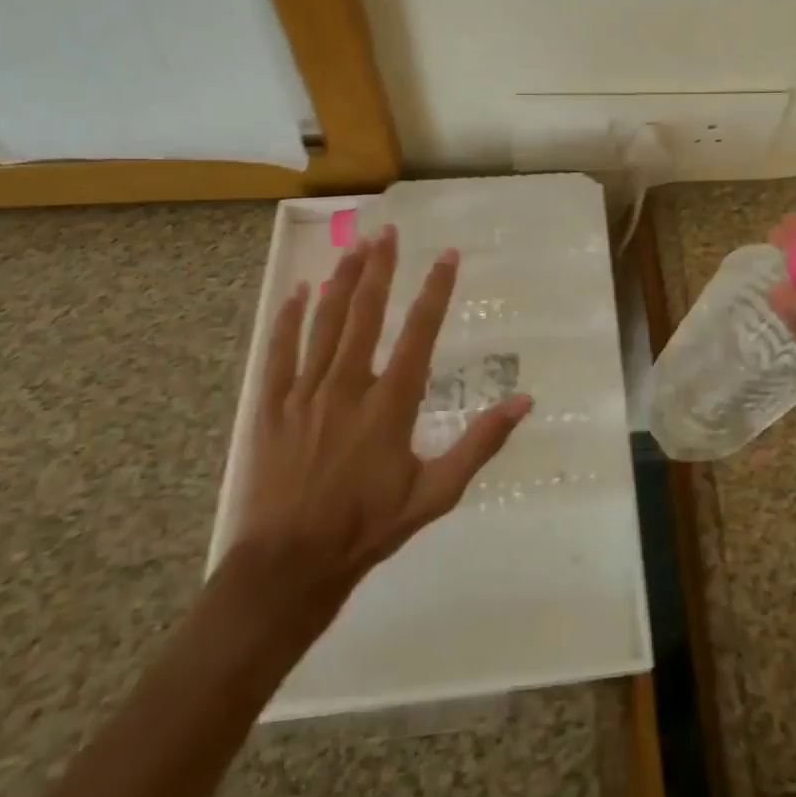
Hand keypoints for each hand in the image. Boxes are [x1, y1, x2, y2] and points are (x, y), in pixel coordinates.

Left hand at [230, 225, 531, 635]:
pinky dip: (288, 318)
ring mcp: (305, 393)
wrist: (288, 565)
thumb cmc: (368, 528)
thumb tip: (524, 401)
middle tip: (389, 231)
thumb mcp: (436, 493)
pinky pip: (279, 351)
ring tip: (354, 246)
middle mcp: (348, 386)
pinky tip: (297, 291)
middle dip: (380, 269)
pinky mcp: (271, 407)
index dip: (435, 290)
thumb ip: (480, 443)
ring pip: (323, 323)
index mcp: (390, 404)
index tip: (447, 256)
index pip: (419, 333)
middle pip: (365, 314)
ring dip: (340, 281)